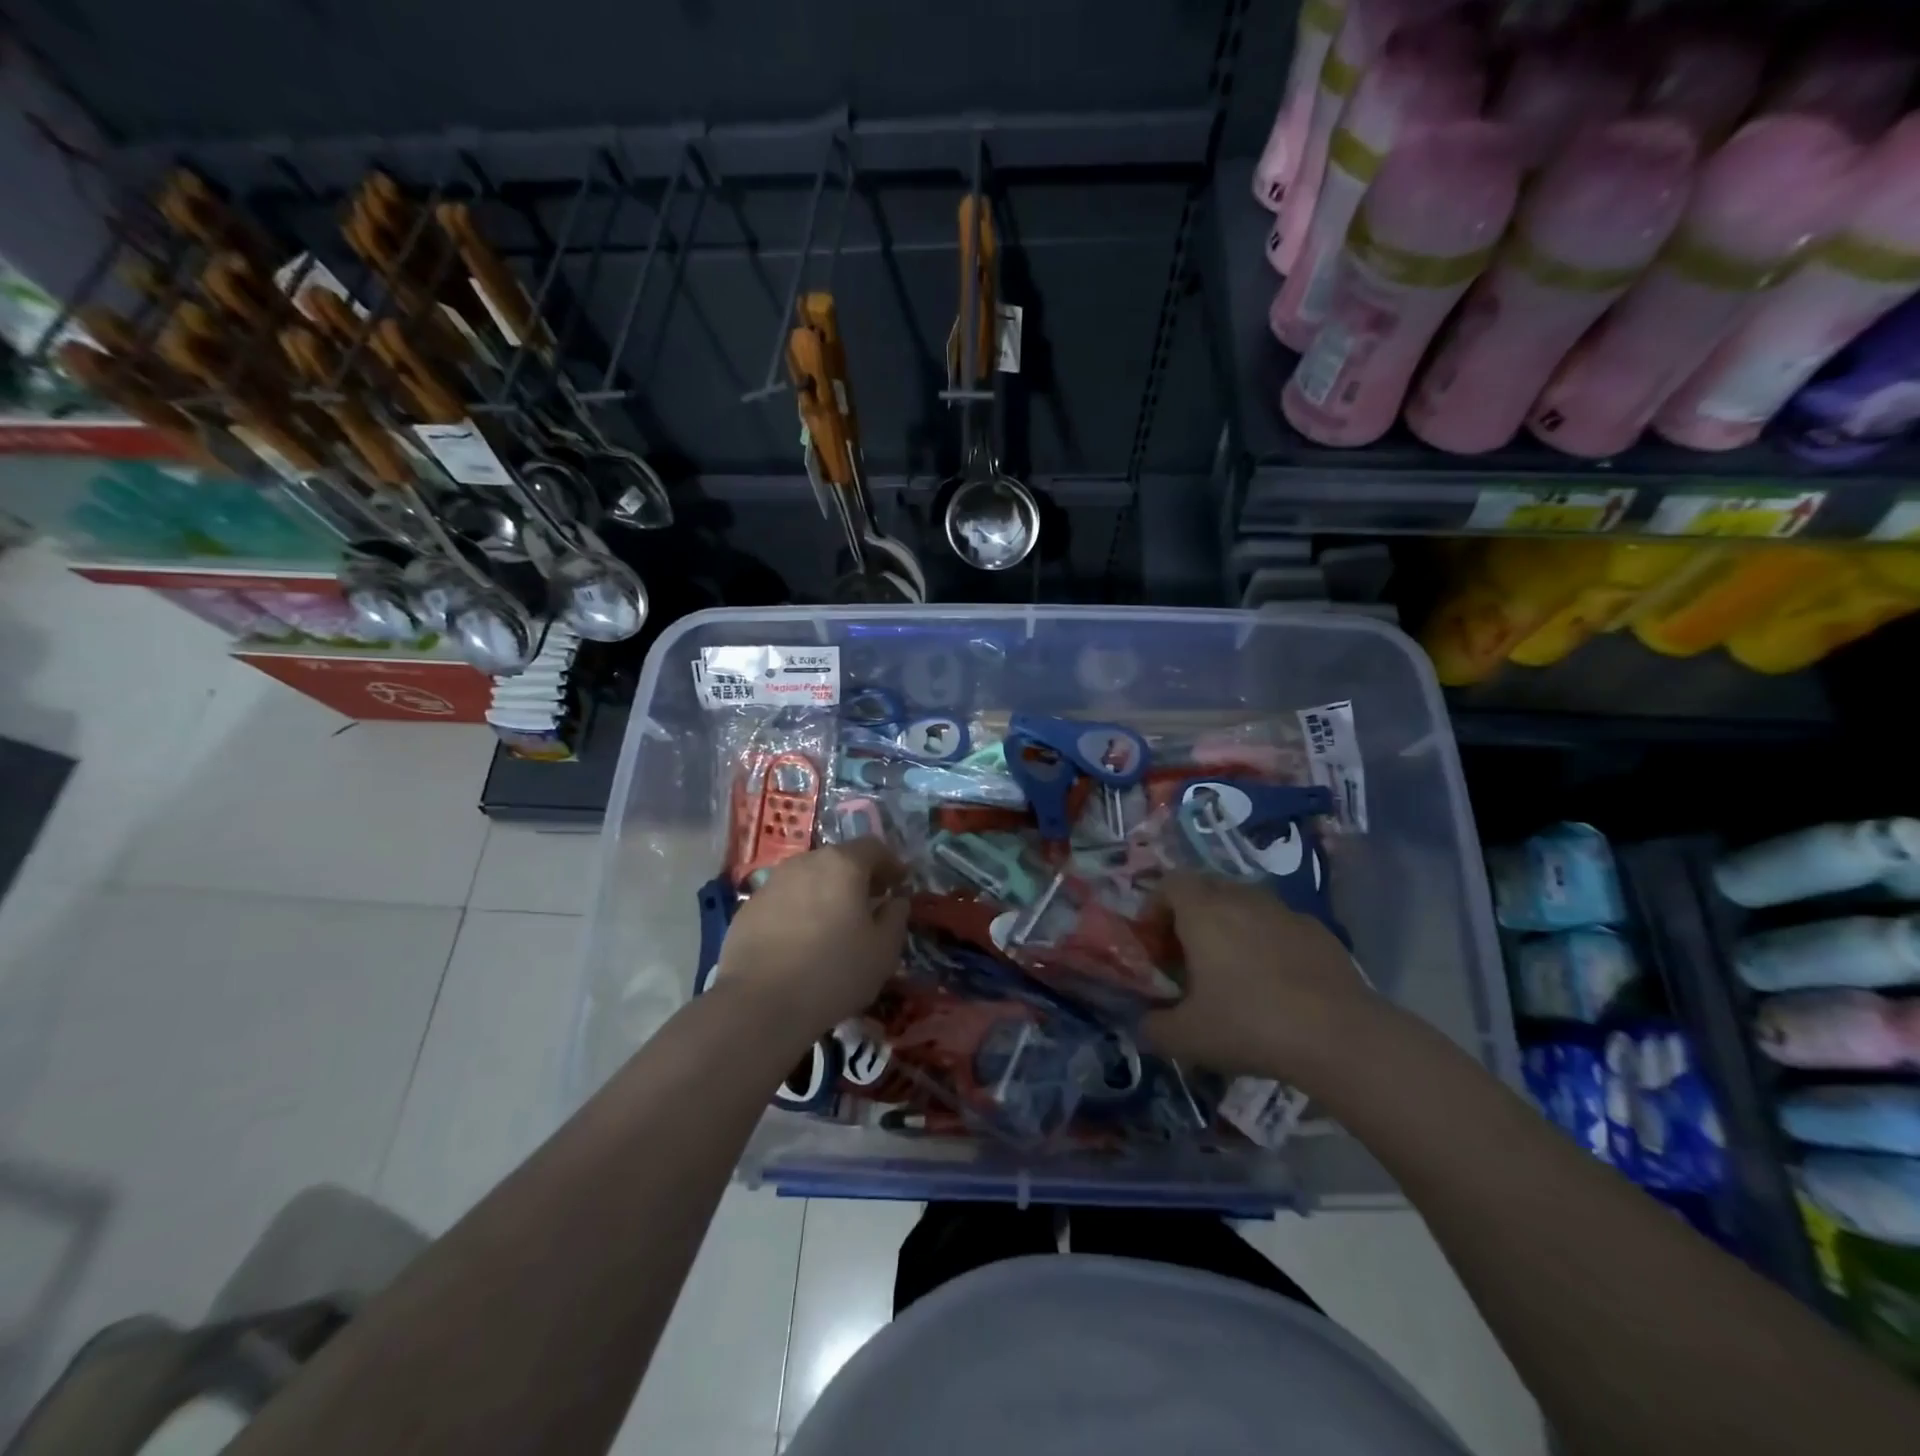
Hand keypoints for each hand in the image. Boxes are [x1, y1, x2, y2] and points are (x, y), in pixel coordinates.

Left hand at [716, 838, 909, 1036]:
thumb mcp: (883, 951)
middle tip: (869, 904)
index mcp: (842, 864)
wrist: (759, 1005)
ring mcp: (772, 883)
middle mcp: (805, 863)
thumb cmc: (834, 972)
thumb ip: (896, 917)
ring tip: (833, 924)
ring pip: (808, 879)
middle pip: (838, 860)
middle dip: (858, 877)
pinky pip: (784, 900)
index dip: (891, 864)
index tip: (900, 883)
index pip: (874, 848)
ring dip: (825, 893)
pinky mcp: (748, 908)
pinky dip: (799, 911)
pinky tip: (801, 941)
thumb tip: (895, 901)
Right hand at [1141, 872, 1373, 1080]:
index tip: (1156, 944)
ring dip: (1230, 926)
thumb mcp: (1187, 1038)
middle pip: (1206, 889)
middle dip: (1191, 916)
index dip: (1155, 907)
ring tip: (1233, 970)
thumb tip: (1146, 1024)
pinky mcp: (1318, 930)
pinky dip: (1267, 941)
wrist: (1340, 1036)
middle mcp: (1242, 898)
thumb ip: (1154, 1027)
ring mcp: (1284, 911)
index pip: (1169, 883)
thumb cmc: (1250, 1024)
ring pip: (1245, 904)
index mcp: (1203, 911)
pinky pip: (1278, 924)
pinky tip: (1276, 982)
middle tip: (1189, 957)